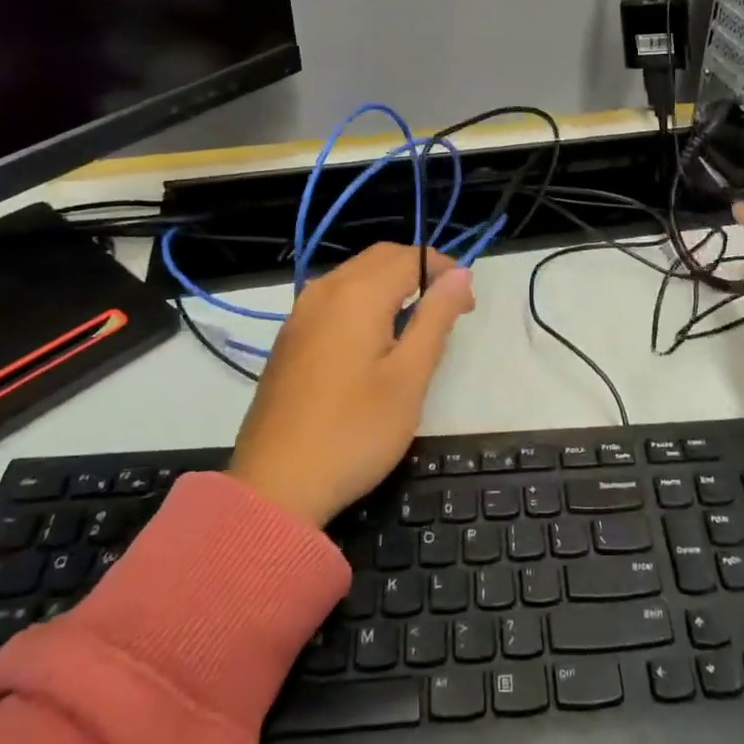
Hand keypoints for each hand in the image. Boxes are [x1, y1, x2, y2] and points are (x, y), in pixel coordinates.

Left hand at [228, 244, 475, 526]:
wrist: (275, 486)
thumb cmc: (354, 432)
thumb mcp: (410, 377)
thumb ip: (436, 318)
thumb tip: (461, 273)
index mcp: (357, 294)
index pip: (410, 257)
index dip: (445, 270)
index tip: (467, 304)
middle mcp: (325, 290)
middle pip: (380, 257)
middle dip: (418, 271)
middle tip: (448, 310)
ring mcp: (301, 313)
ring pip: (355, 274)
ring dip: (391, 283)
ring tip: (416, 325)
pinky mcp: (289, 337)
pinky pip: (335, 297)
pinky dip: (364, 300)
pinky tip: (375, 339)